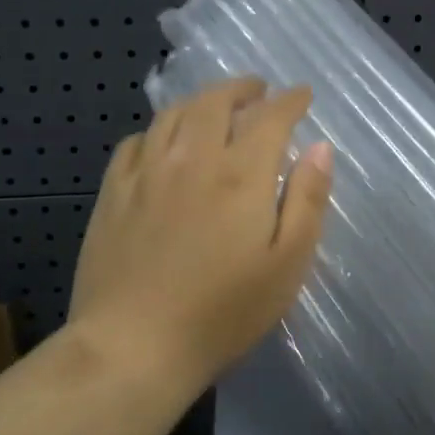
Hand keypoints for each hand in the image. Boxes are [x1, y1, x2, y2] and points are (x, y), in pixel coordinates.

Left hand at [68, 77, 332, 387]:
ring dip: (201, 101)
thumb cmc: (223, 312)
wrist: (133, 345)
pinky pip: (136, 141)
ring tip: (215, 107)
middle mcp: (193, 158)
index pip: (270, 117)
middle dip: (243, 89)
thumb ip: (307, 199)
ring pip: (174, 114)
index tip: (302, 94)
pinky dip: (159, 130)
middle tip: (258, 91)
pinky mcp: (113, 192)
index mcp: (241, 174)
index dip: (290, 100)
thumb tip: (320, 146)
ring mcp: (147, 172)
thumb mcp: (287, 264)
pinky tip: (163, 142)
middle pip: (217, 102)